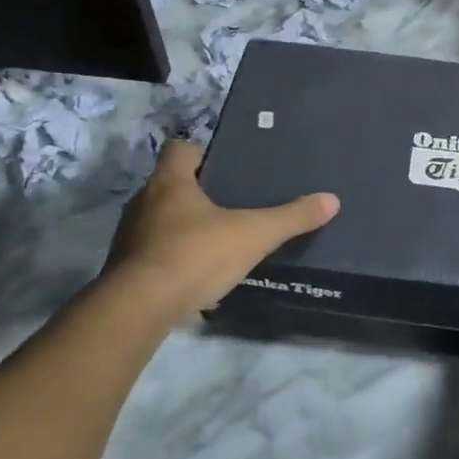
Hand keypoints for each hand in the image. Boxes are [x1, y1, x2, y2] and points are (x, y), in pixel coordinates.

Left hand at [101, 139, 338, 323]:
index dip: (204, 152)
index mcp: (170, 182)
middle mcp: (144, 202)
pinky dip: (174, 256)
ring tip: (219, 237)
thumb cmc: (195, 255)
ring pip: (161, 219)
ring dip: (185, 225)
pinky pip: (154, 252)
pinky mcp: (126, 269)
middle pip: (172, 184)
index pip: (180, 148)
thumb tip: (332, 200)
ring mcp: (131, 236)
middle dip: (200, 191)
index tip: (229, 165)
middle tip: (234, 202)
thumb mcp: (253, 235)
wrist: (138, 310)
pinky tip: (198, 272)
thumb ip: (291, 218)